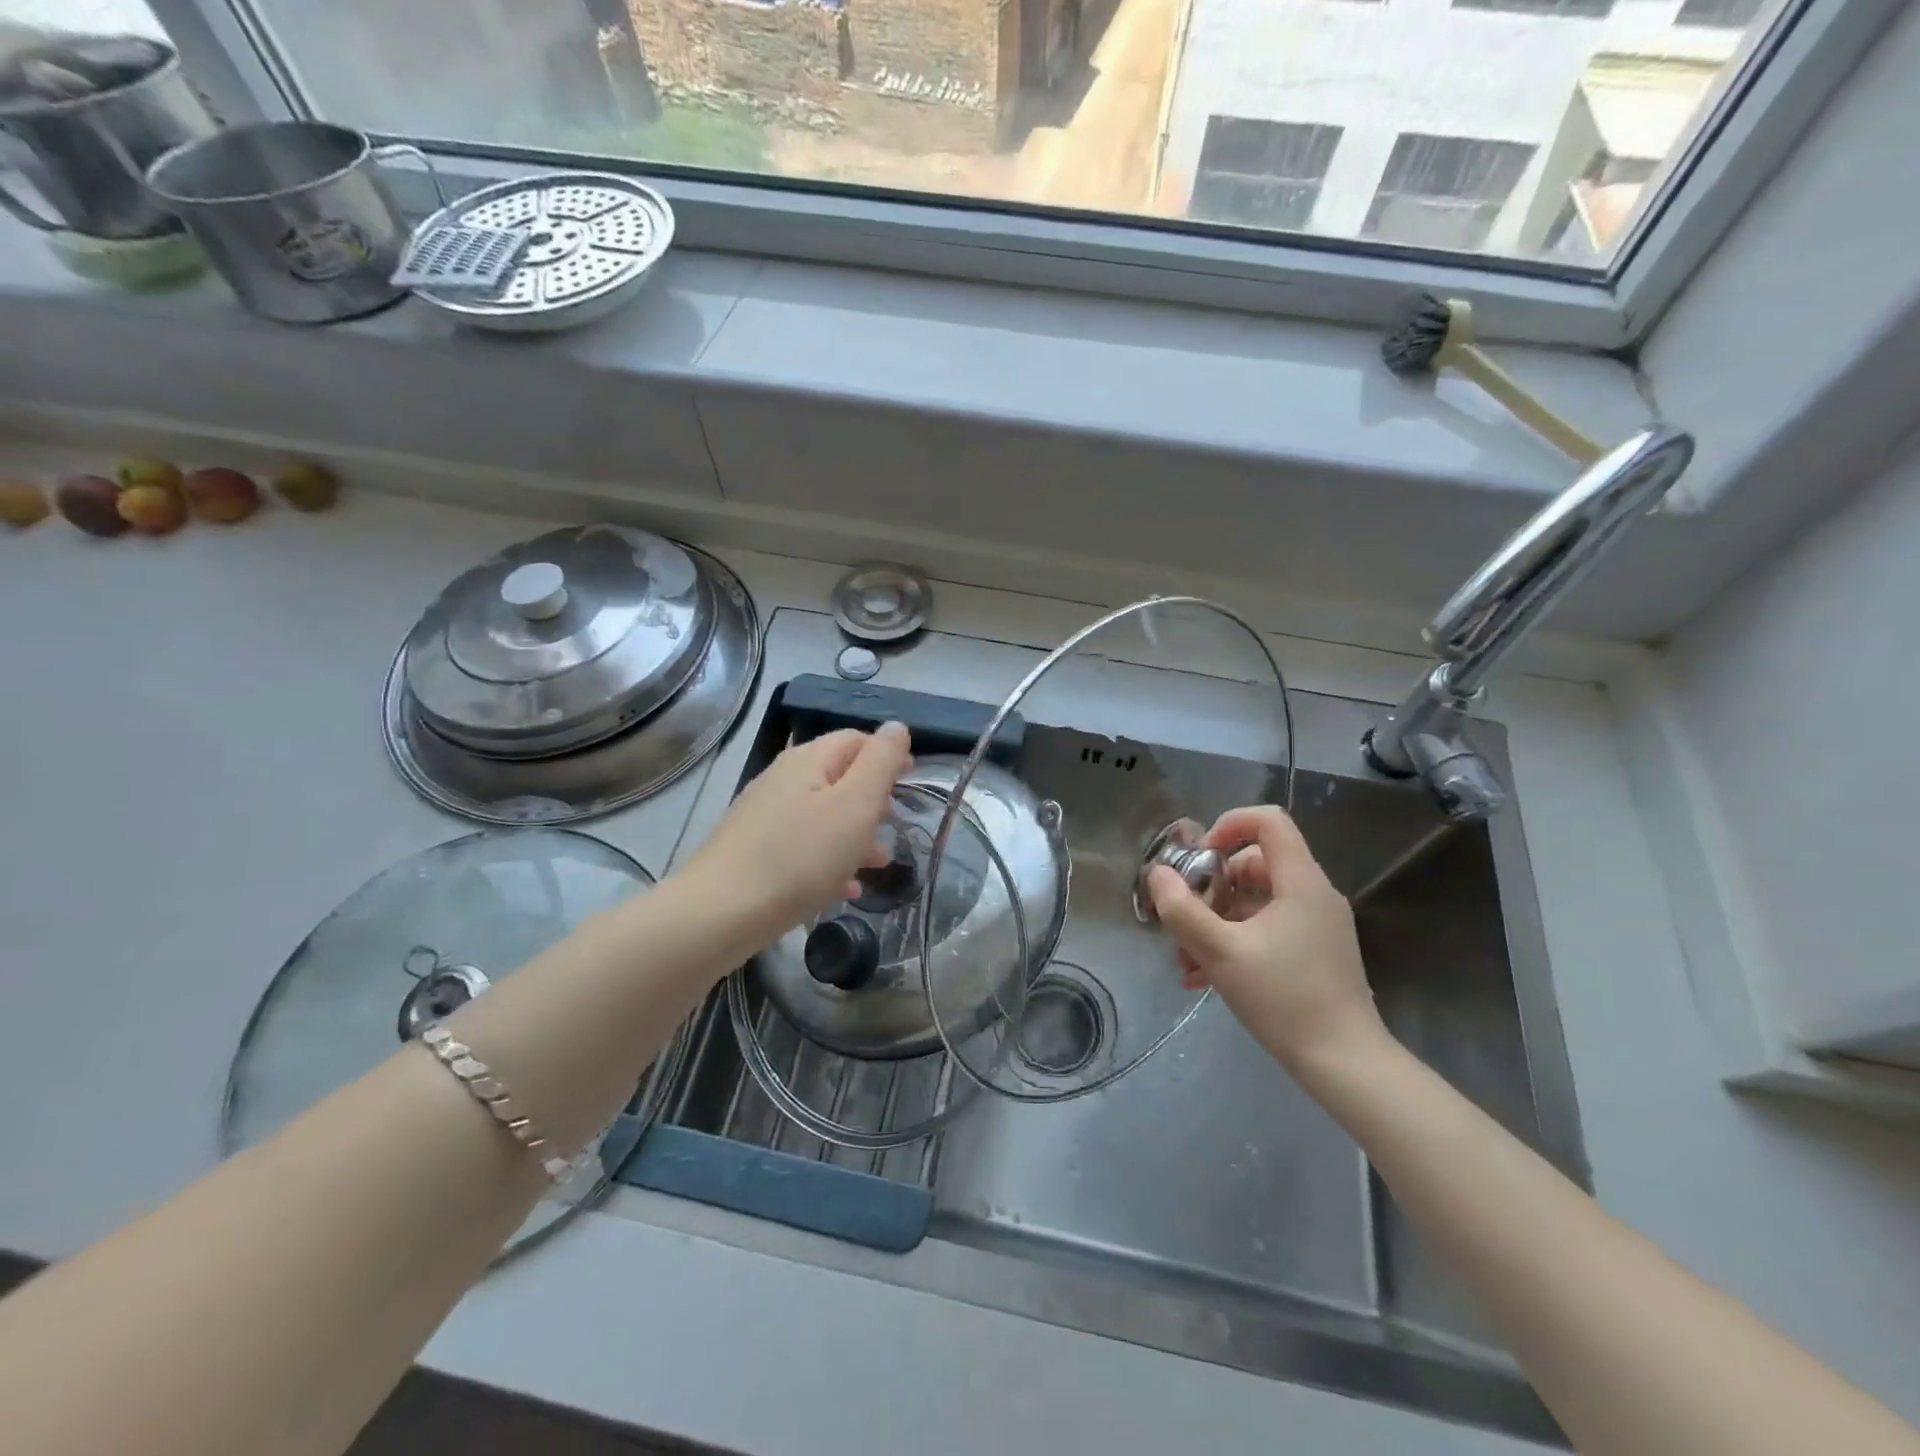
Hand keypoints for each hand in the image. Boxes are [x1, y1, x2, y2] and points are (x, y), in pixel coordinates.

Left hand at [683, 723, 911, 939]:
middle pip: (839, 777)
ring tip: (879, 864)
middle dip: (873, 799)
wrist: (720, 913)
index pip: (857, 739)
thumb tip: (897, 726)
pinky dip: (829, 860)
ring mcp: (765, 815)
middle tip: (896, 827)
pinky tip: (845, 889)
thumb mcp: (855, 805)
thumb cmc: (800, 857)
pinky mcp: (754, 850)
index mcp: (809, 760)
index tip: (912, 784)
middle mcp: (783, 779)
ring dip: (855, 833)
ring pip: (823, 814)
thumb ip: (881, 762)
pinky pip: (803, 846)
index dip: (887, 756)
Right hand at [1148, 805, 1385, 1070]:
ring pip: (1255, 902)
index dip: (1228, 826)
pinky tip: (1205, 978)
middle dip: (1210, 888)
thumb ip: (1183, 910)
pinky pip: (1267, 929)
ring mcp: (1316, 926)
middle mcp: (1313, 895)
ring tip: (1187, 961)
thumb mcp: (1221, 952)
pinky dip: (1235, 941)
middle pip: (1254, 864)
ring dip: (1216, 922)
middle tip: (1185, 919)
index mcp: (1300, 882)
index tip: (1197, 858)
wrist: (1345, 1065)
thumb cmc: (1284, 999)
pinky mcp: (1315, 953)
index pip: (1268, 821)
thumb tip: (1158, 875)